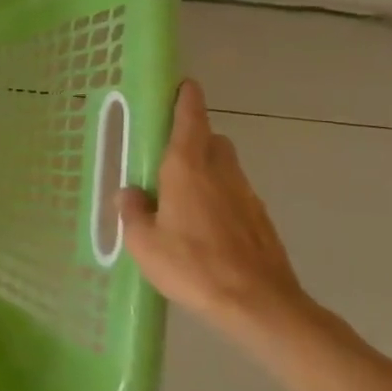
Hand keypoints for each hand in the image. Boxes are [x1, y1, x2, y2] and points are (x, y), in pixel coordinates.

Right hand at [118, 80, 314, 353]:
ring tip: (182, 197)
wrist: (259, 305)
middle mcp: (221, 173)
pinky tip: (204, 227)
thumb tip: (130, 192)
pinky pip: (235, 196)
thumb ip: (133, 211)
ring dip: (207, 169)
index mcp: (188, 169)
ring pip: (226, 168)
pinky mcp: (261, 221)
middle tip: (169, 153)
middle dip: (195, 137)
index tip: (183, 85)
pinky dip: (219, 198)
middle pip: (212, 140)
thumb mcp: (143, 242)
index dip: (186, 100)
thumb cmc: (193, 266)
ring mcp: (246, 197)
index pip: (191, 120)